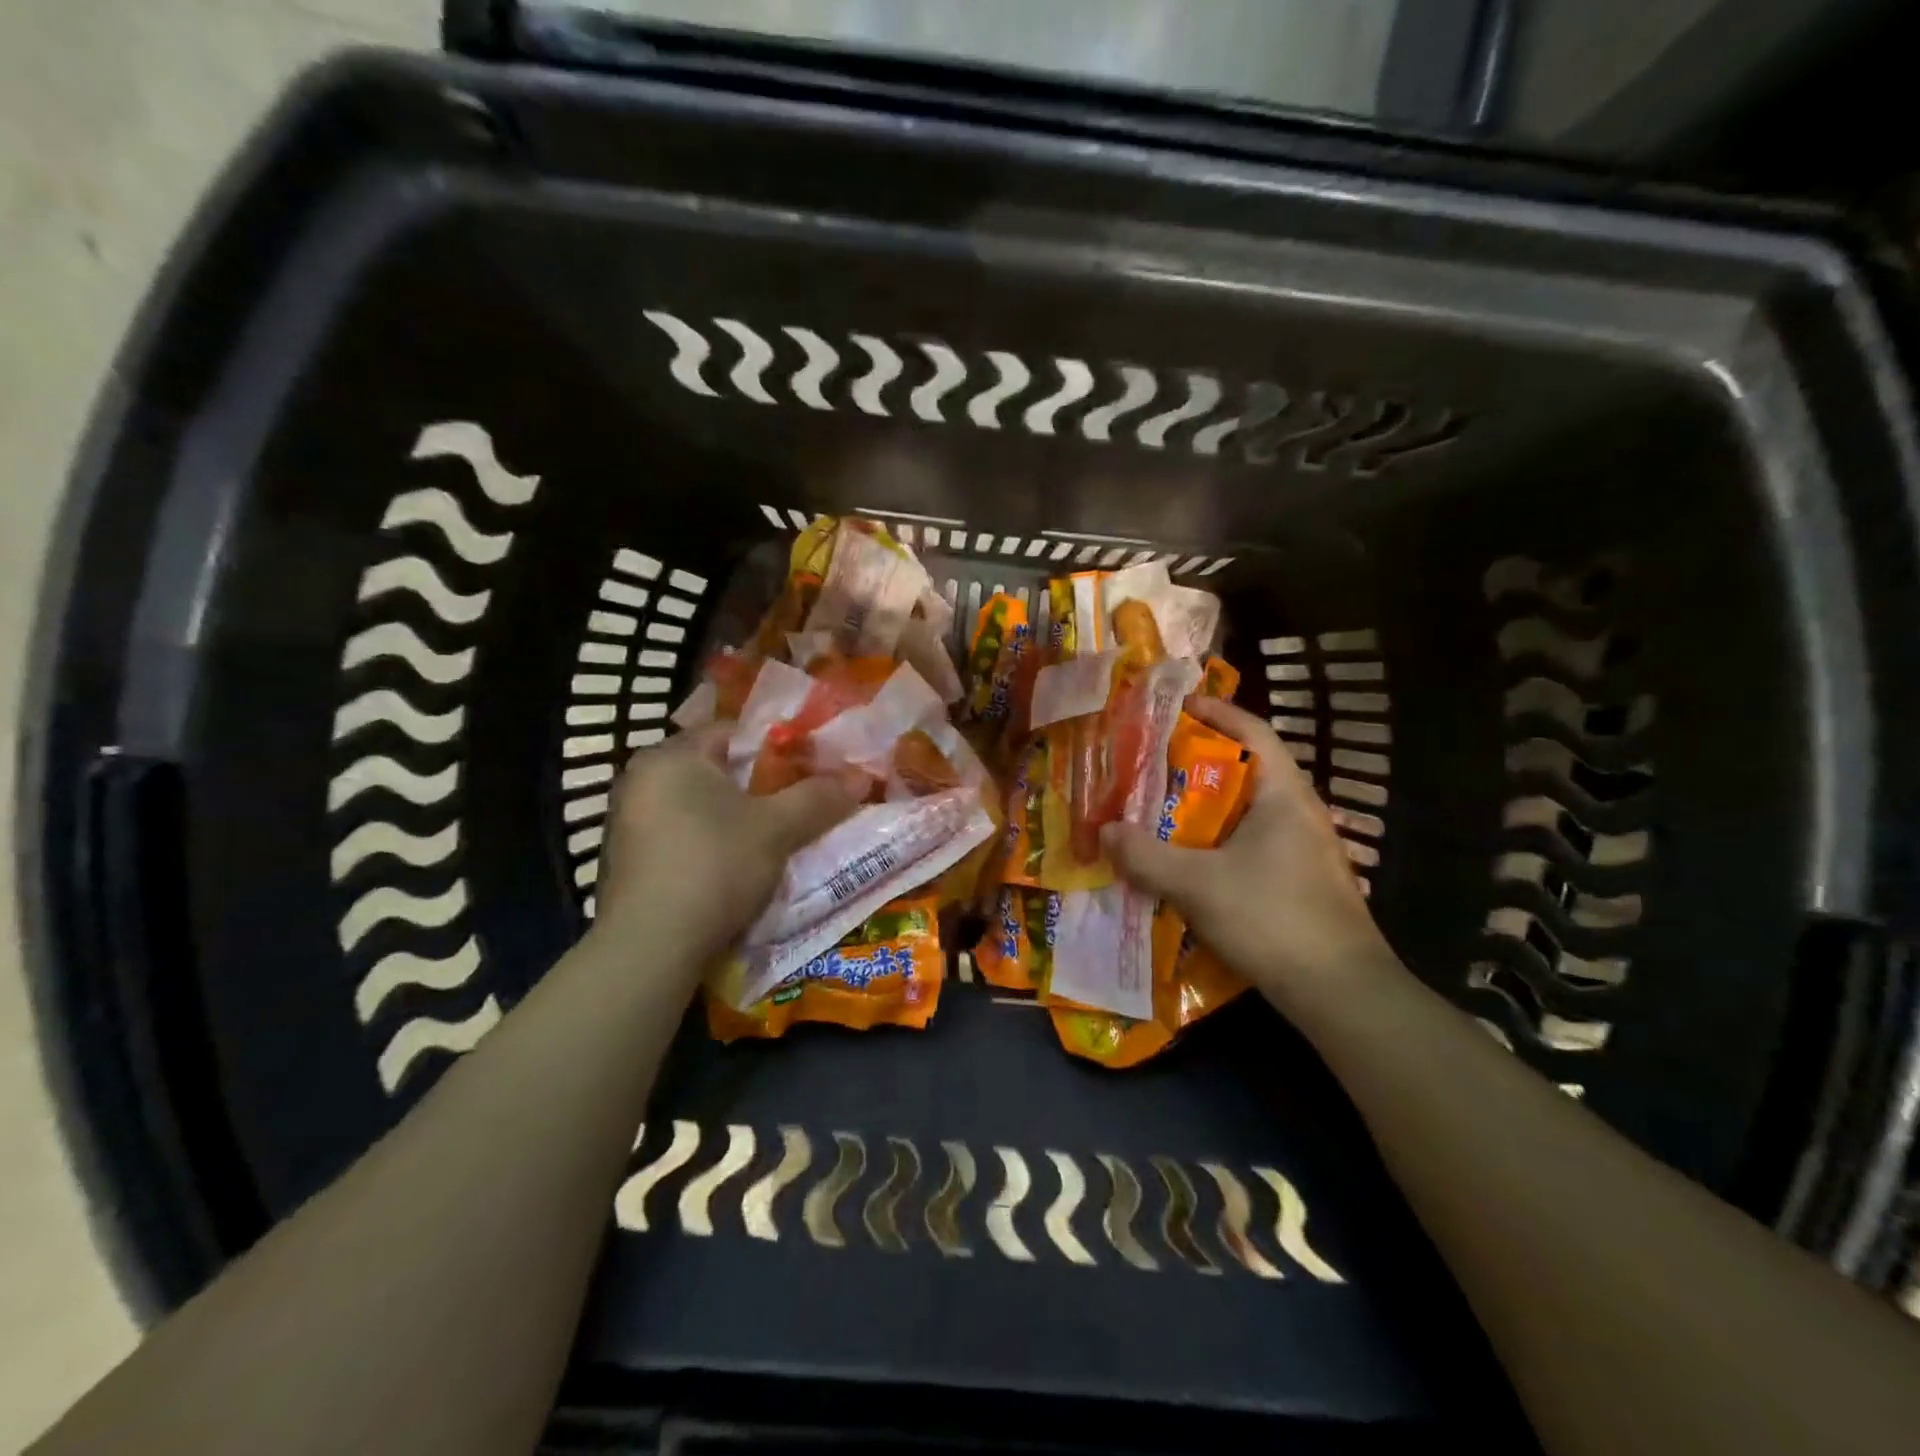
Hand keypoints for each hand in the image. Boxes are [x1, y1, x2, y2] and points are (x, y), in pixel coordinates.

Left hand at [591, 726, 858, 966]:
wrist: (650, 947)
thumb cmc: (714, 865)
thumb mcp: (777, 829)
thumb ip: (818, 798)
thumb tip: (860, 777)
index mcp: (672, 755)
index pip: (733, 731)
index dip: (777, 747)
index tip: (809, 768)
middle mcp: (640, 778)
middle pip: (715, 769)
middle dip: (757, 786)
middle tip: (796, 804)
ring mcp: (626, 821)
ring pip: (696, 806)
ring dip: (732, 818)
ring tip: (771, 838)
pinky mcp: (625, 861)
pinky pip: (678, 836)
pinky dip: (707, 844)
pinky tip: (731, 869)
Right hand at [1102, 697, 1399, 1011]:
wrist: (1341, 992)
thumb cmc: (1272, 918)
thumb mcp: (1196, 884)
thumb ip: (1145, 856)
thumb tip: (1104, 831)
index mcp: (1283, 794)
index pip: (1252, 731)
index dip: (1216, 712)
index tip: (1177, 705)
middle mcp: (1299, 812)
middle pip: (1246, 769)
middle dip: (1198, 763)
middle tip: (1152, 763)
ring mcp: (1304, 849)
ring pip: (1247, 811)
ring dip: (1205, 807)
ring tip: (1161, 811)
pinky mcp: (1300, 881)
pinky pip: (1251, 843)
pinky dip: (1218, 841)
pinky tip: (1190, 863)